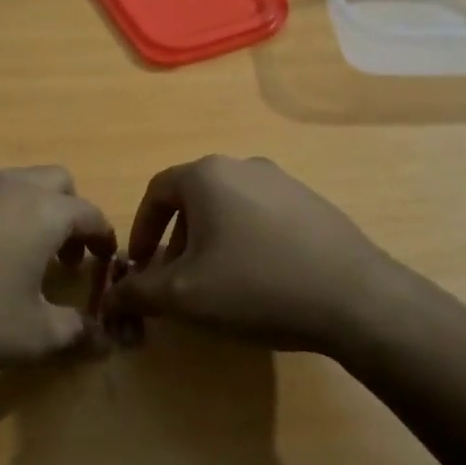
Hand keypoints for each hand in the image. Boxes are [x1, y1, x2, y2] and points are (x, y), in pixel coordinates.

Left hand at [0, 165, 116, 380]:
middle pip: (56, 181)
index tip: (105, 261)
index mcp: (43, 212)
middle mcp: (7, 186)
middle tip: (64, 255)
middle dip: (69, 213)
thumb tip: (105, 339)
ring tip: (16, 248)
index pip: (90, 213)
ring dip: (27, 205)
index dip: (104, 237)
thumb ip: (76, 333)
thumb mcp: (33, 338)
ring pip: (11, 179)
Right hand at [103, 155, 403, 355]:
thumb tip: (111, 296)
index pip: (157, 192)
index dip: (141, 229)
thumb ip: (139, 292)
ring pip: (229, 206)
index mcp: (207, 175)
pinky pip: (262, 215)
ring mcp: (282, 181)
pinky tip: (260, 278)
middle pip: (194, 198)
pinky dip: (246, 240)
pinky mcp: (311, 202)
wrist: (354, 297)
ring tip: (218, 283)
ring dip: (211, 240)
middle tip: (178, 280)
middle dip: (177, 239)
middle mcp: (243, 166)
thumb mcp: (184, 296)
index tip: (141, 267)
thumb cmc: (255, 287)